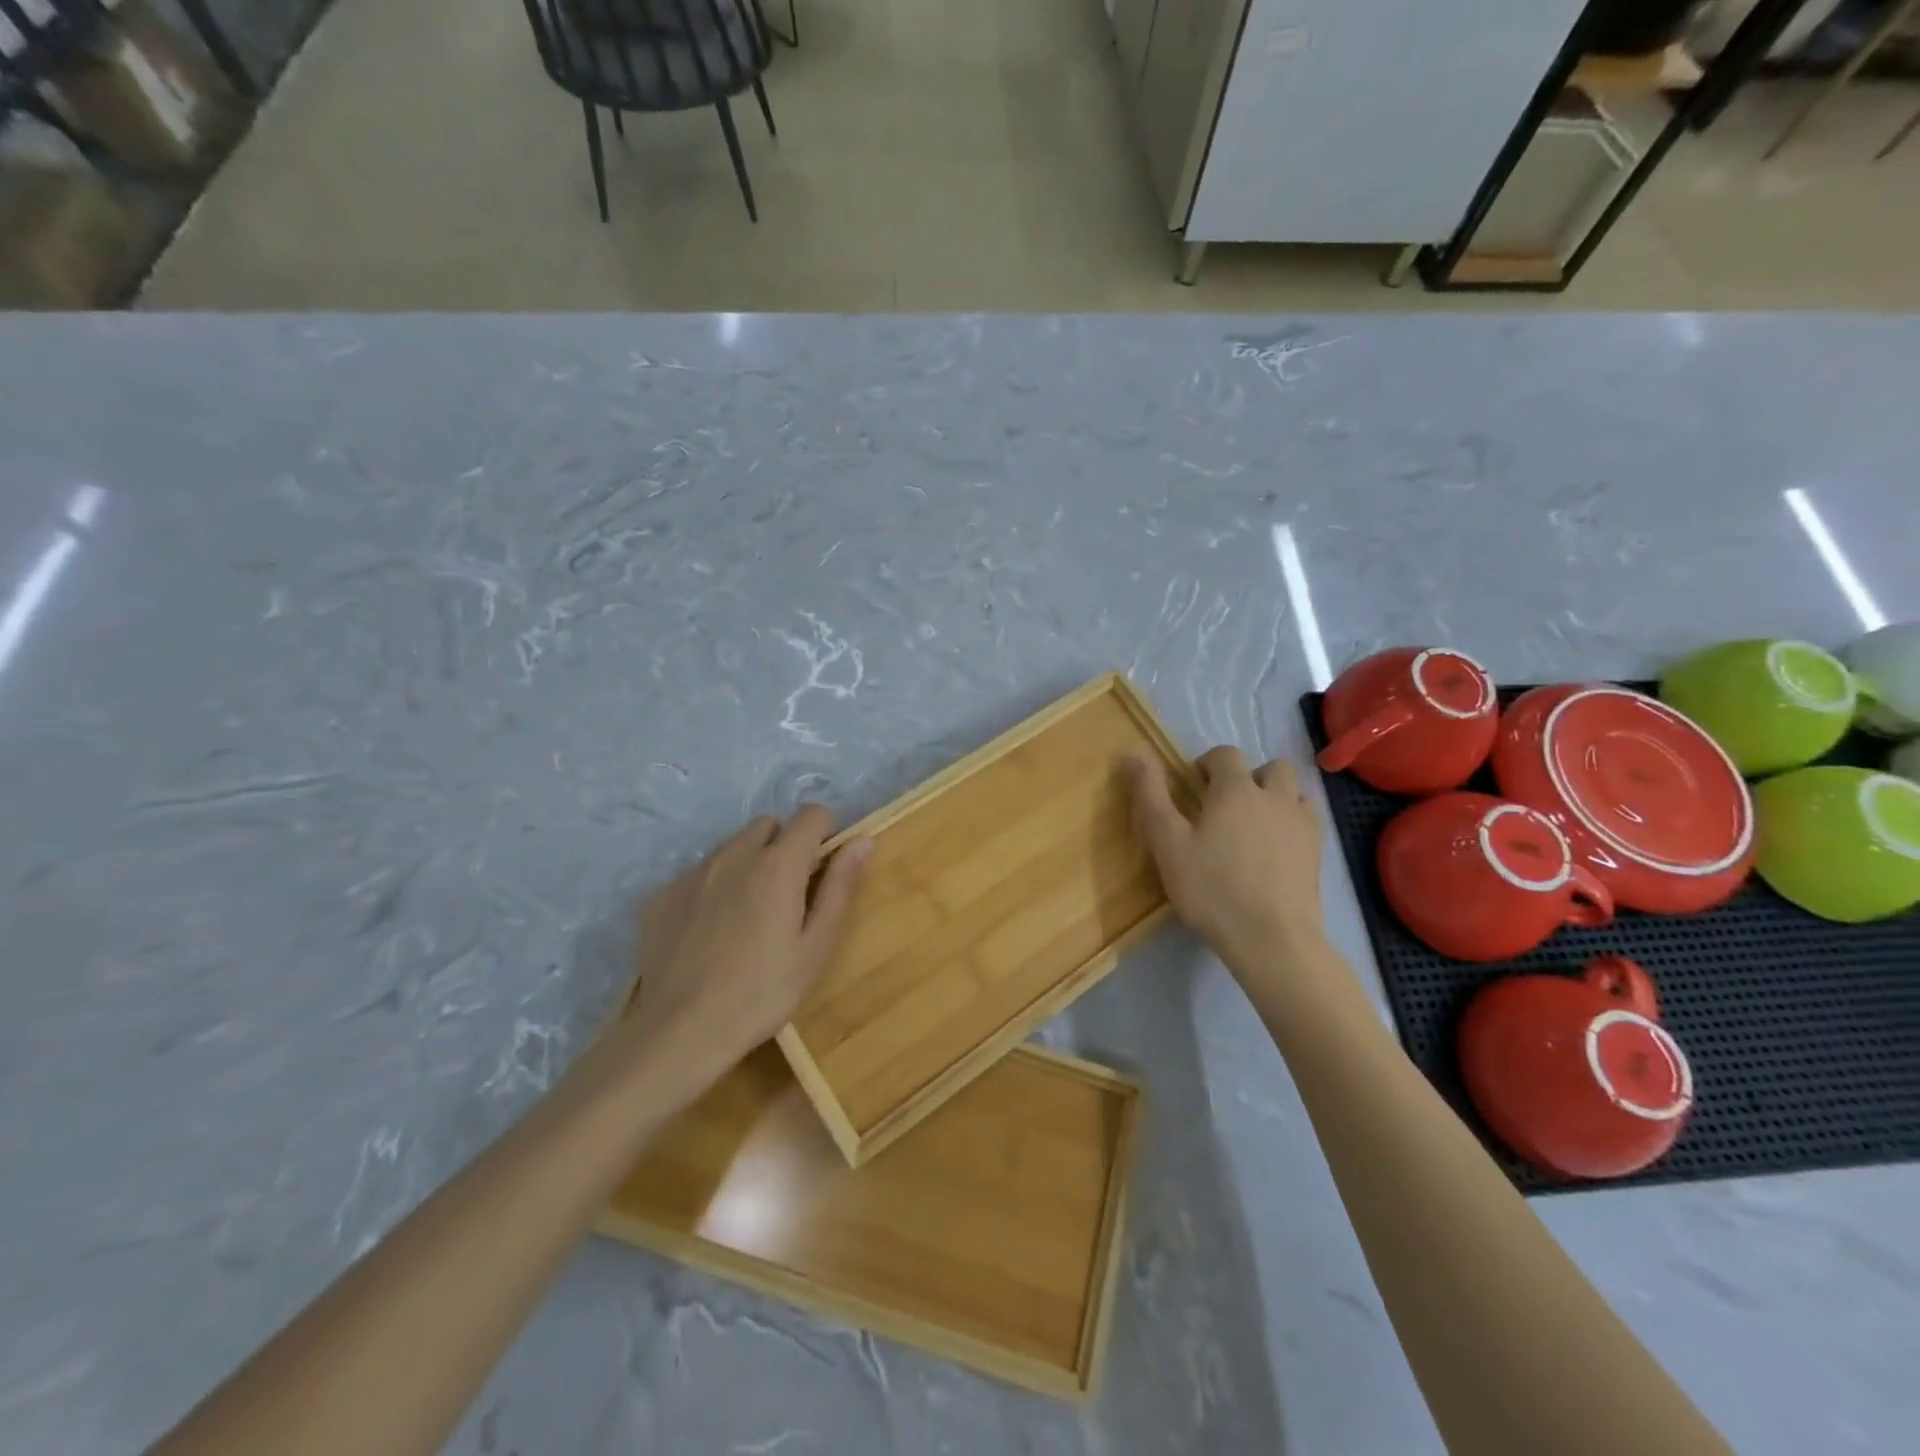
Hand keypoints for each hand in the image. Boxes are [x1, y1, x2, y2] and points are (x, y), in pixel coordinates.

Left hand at [625, 807, 871, 1082]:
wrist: (678, 1032)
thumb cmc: (762, 993)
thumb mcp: (816, 946)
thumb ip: (840, 887)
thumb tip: (862, 841)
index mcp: (777, 865)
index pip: (811, 814)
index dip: (824, 833)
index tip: (823, 868)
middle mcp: (733, 855)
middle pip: (769, 825)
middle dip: (784, 846)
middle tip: (787, 894)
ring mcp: (693, 873)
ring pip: (732, 847)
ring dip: (748, 863)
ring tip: (748, 915)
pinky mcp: (662, 895)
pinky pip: (699, 873)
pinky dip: (713, 887)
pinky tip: (710, 932)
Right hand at [1124, 746, 1324, 971]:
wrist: (1272, 939)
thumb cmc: (1211, 888)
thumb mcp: (1168, 843)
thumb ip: (1151, 796)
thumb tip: (1133, 751)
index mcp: (1235, 790)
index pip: (1225, 754)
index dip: (1207, 764)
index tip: (1193, 789)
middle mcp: (1274, 797)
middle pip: (1269, 766)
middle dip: (1249, 777)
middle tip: (1226, 807)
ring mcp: (1302, 824)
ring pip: (1295, 791)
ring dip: (1276, 796)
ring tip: (1255, 825)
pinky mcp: (1318, 853)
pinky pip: (1308, 821)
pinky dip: (1292, 823)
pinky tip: (1276, 849)